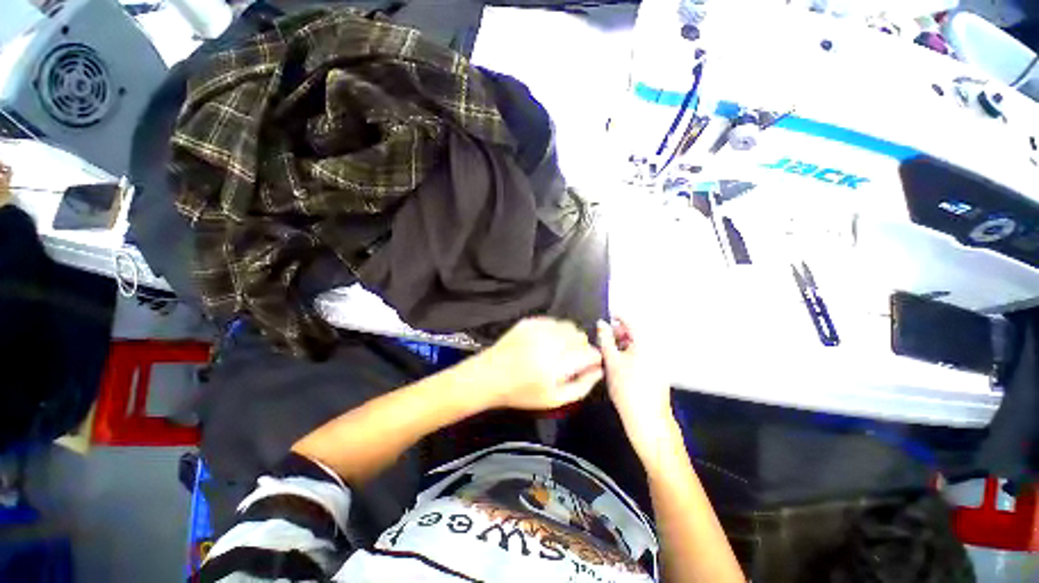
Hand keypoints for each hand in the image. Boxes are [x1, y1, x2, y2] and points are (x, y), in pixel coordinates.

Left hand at [472, 317, 602, 410]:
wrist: (489, 376)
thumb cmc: (521, 393)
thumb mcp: (554, 399)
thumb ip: (581, 386)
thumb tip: (599, 369)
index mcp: (556, 365)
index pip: (589, 353)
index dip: (594, 358)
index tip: (590, 363)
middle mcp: (548, 342)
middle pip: (580, 336)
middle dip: (582, 347)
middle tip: (572, 359)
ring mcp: (537, 329)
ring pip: (568, 326)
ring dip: (570, 337)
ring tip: (559, 351)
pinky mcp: (528, 322)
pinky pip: (553, 321)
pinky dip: (556, 331)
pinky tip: (546, 342)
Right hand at [597, 318, 678, 461]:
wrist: (647, 418)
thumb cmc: (627, 387)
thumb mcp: (611, 360)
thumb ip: (605, 339)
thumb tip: (601, 323)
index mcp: (645, 342)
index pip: (630, 321)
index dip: (617, 317)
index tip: (606, 318)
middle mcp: (655, 348)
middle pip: (635, 332)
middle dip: (619, 333)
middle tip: (604, 339)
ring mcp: (658, 360)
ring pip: (638, 344)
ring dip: (624, 344)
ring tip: (609, 352)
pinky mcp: (658, 371)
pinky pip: (643, 354)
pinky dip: (631, 353)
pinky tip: (620, 363)